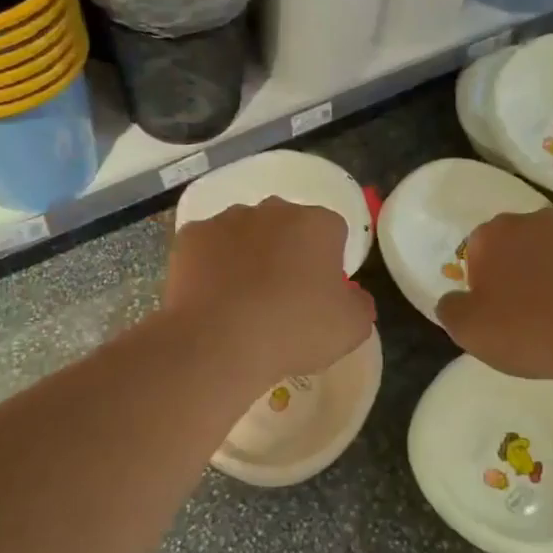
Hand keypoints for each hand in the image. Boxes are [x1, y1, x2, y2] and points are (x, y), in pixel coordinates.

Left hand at [165, 199, 375, 387]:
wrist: (219, 342)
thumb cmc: (294, 331)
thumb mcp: (352, 328)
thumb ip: (361, 304)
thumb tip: (354, 295)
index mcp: (317, 224)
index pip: (332, 232)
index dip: (329, 262)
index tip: (320, 294)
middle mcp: (273, 210)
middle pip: (287, 226)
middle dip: (287, 251)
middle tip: (282, 296)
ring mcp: (227, 219)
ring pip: (245, 233)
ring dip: (248, 255)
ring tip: (242, 299)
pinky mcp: (191, 236)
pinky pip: (209, 247)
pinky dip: (212, 265)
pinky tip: (212, 297)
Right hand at [437, 208, 552, 383]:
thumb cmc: (528, 329)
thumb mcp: (468, 331)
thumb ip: (451, 309)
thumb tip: (453, 301)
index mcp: (494, 234)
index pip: (477, 248)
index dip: (482, 279)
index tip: (493, 309)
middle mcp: (537, 220)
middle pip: (519, 243)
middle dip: (519, 268)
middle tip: (526, 310)